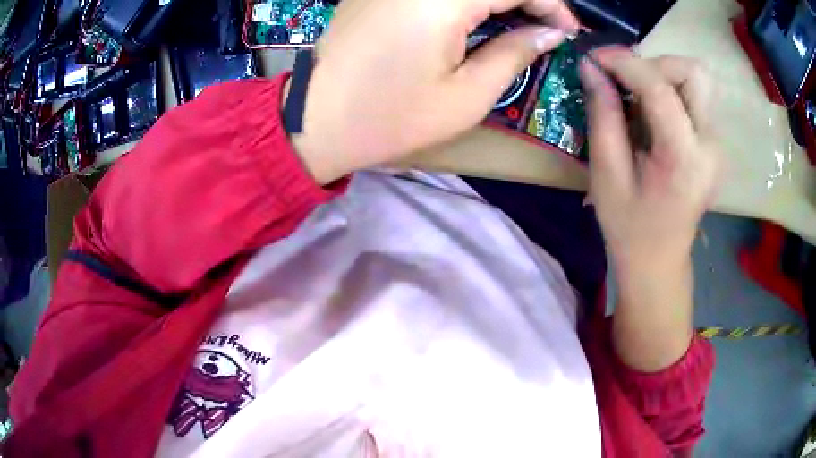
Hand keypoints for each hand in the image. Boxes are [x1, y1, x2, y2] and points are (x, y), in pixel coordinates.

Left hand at [292, 0, 578, 183]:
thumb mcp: (467, 96)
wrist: (316, 121)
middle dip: (526, 0)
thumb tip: (550, 33)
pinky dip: (467, 0)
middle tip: (545, 27)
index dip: (551, 4)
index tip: (568, 29)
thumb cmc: (391, 117)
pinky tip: (476, 16)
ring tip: (517, 24)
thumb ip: (514, 54)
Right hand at [580, 48, 719, 273]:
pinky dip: (668, 89)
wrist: (659, 261)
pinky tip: (650, 111)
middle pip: (693, 73)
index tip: (594, 59)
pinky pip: (693, 96)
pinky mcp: (713, 143)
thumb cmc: (629, 228)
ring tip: (636, 94)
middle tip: (624, 80)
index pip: (660, 89)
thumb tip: (591, 69)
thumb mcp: (606, 175)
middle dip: (654, 65)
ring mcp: (716, 144)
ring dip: (662, 74)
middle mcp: (710, 146)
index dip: (625, 63)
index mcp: (684, 160)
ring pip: (696, 79)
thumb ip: (603, 116)